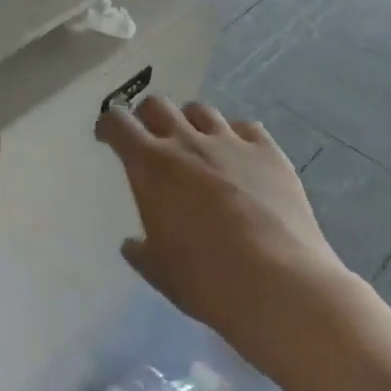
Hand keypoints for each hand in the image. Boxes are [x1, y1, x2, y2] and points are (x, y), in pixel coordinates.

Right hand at [95, 97, 350, 364]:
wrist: (282, 286)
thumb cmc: (209, 281)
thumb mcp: (161, 272)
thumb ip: (141, 252)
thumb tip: (132, 244)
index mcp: (151, 165)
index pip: (118, 123)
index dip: (108, 125)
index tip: (107, 137)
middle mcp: (187, 142)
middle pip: (157, 105)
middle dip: (147, 117)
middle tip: (151, 139)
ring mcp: (231, 142)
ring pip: (201, 110)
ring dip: (190, 123)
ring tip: (196, 145)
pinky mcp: (268, 152)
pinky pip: (246, 127)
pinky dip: (235, 136)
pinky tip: (240, 156)